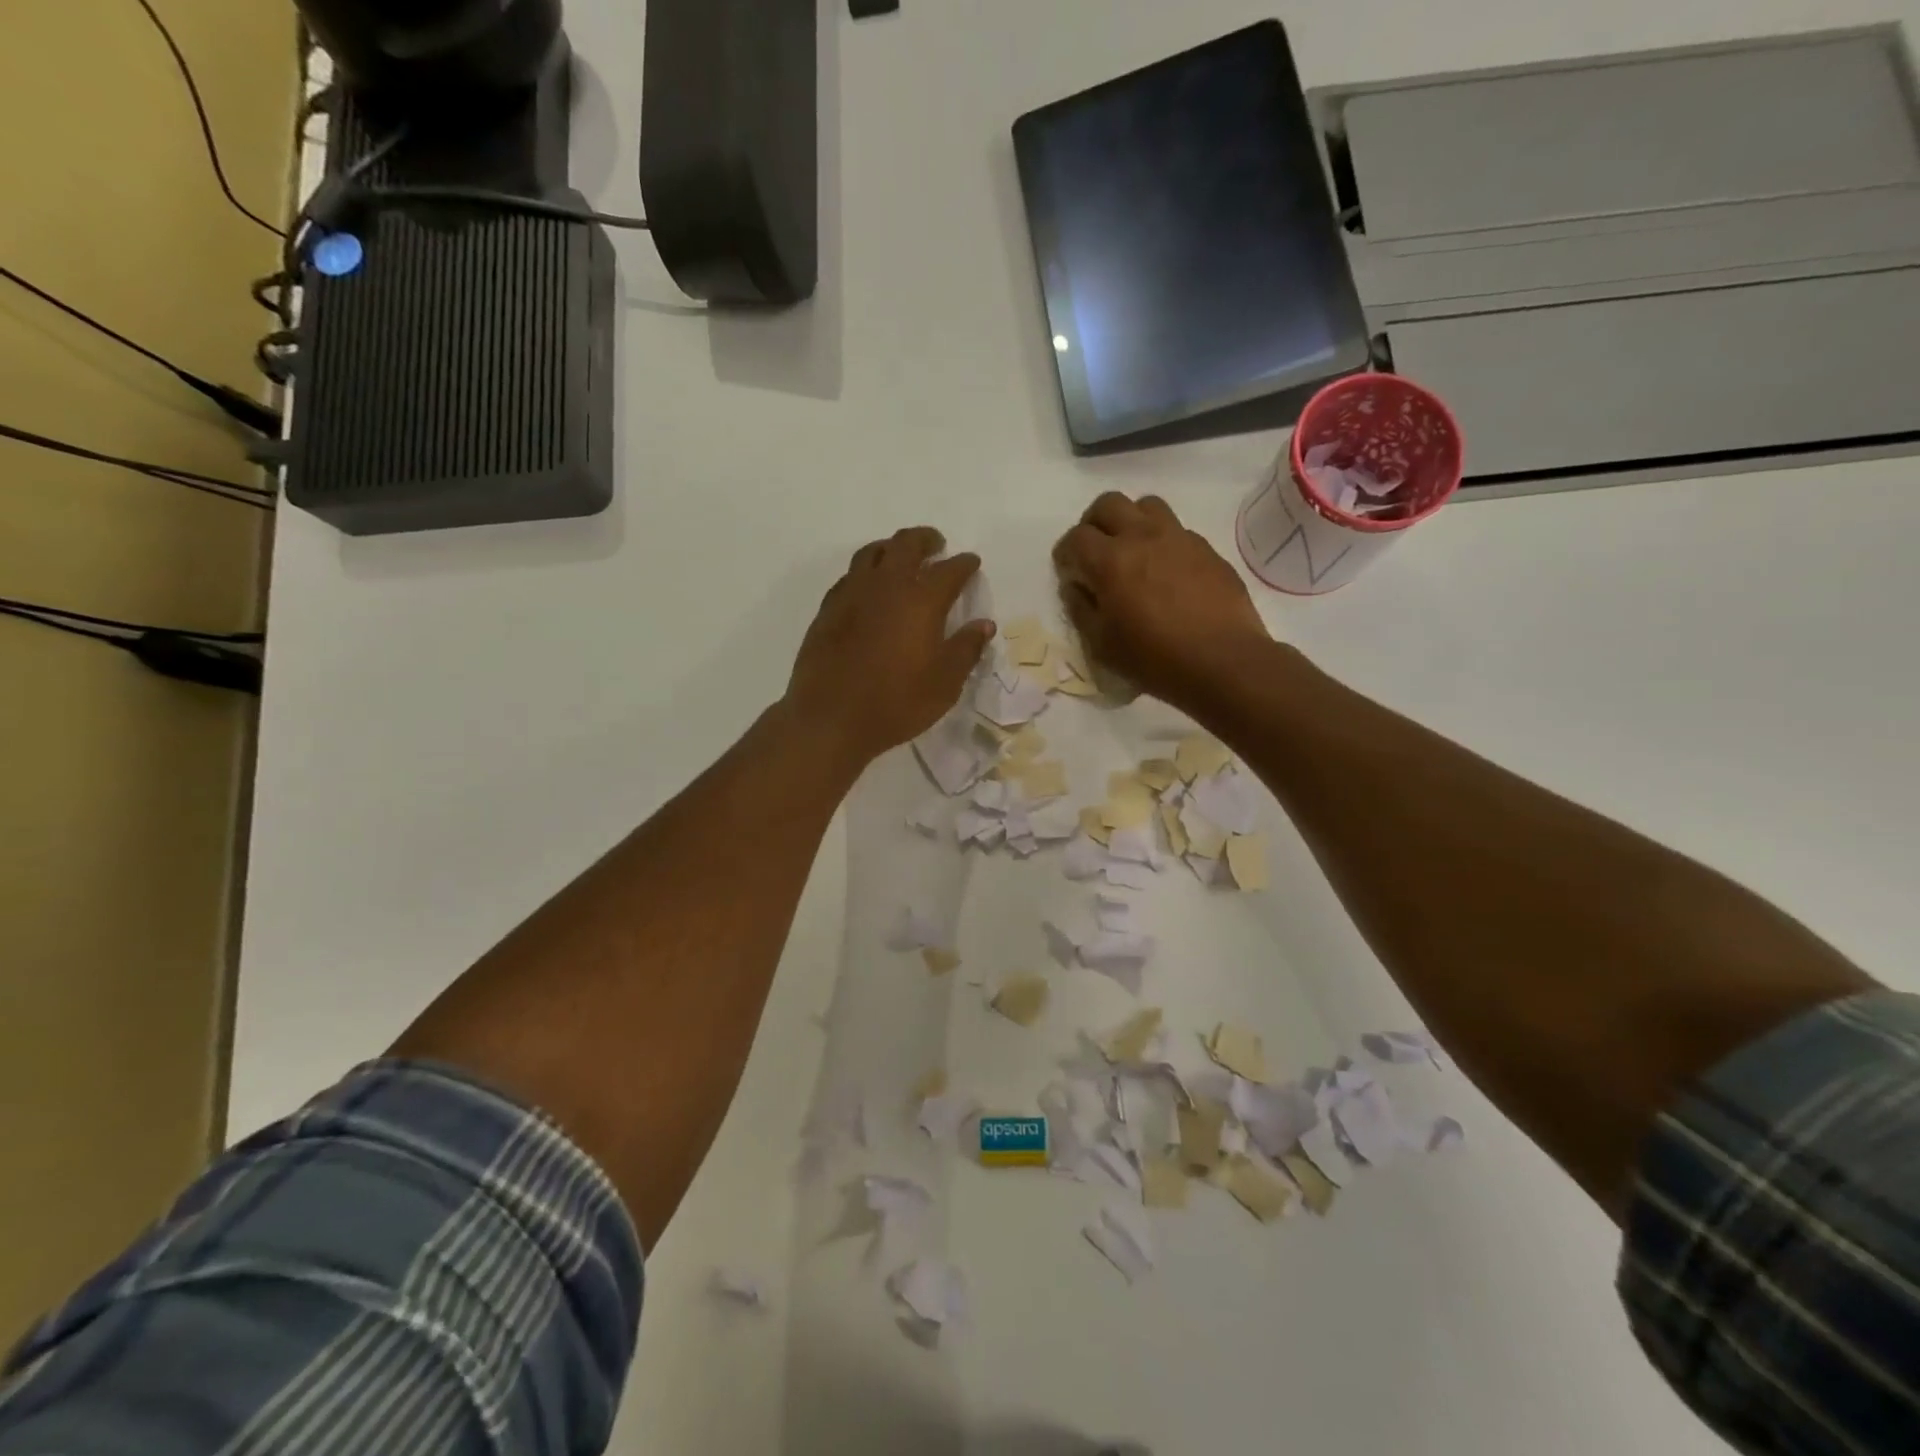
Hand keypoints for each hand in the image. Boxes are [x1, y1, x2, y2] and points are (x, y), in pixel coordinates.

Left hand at [785, 526, 993, 767]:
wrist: (830, 717)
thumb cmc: (896, 702)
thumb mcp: (945, 683)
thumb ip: (966, 649)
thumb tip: (984, 625)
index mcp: (921, 600)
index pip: (950, 570)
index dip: (964, 564)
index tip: (972, 563)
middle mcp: (886, 585)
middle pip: (906, 545)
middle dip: (925, 540)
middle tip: (936, 545)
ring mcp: (852, 593)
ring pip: (872, 553)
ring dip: (891, 548)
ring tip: (900, 557)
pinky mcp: (828, 609)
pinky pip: (850, 576)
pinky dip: (866, 572)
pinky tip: (869, 588)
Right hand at [1053, 493, 1270, 710]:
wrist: (1223, 661)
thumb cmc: (1154, 658)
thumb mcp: (1101, 644)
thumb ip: (1081, 608)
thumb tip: (1076, 586)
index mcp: (1110, 560)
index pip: (1075, 538)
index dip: (1065, 553)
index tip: (1069, 572)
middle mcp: (1143, 536)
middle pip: (1108, 504)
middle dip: (1093, 524)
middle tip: (1094, 552)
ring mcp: (1179, 538)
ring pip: (1146, 505)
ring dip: (1131, 521)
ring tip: (1132, 551)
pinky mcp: (1206, 548)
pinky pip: (1177, 529)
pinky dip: (1162, 541)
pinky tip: (1166, 571)